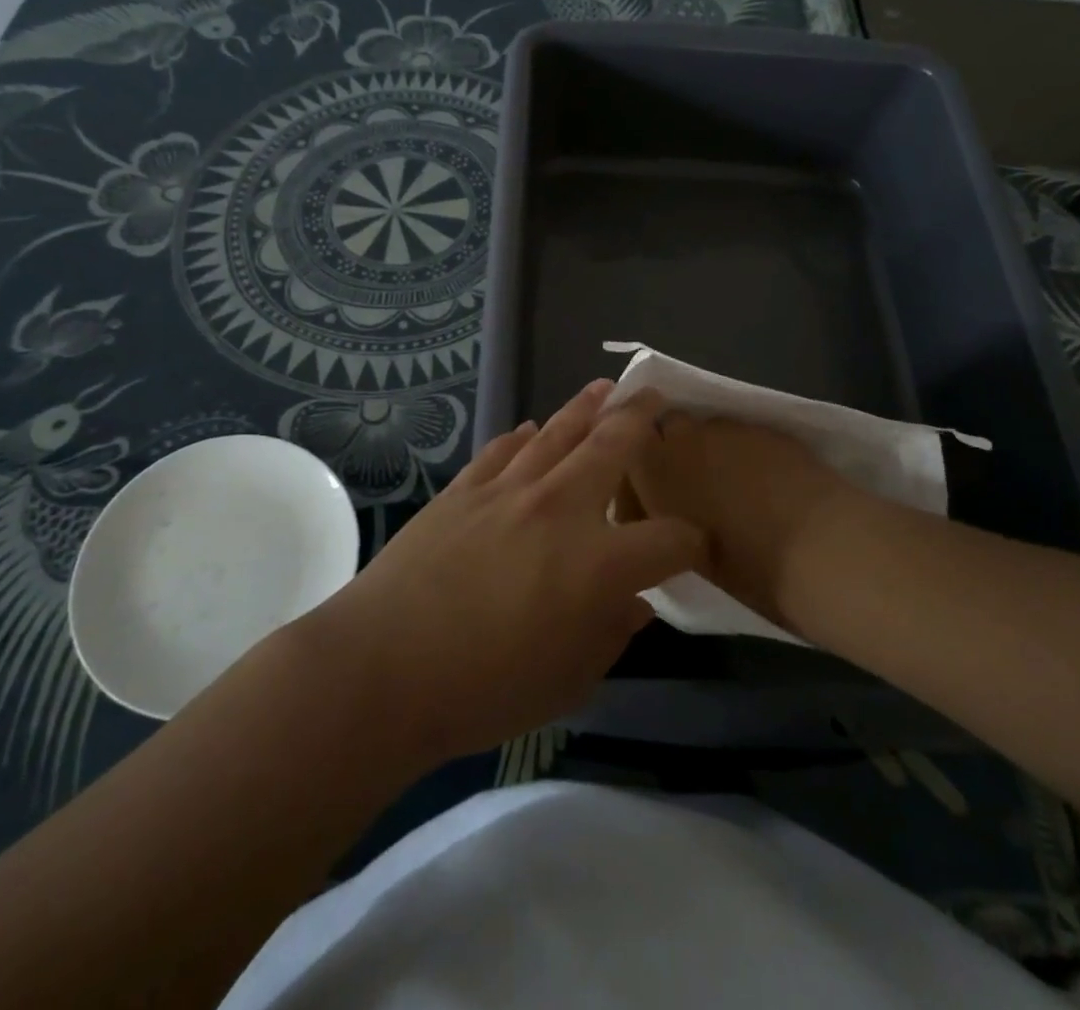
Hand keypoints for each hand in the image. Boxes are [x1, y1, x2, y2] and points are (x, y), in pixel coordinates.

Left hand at [290, 382, 704, 770]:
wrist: (383, 667)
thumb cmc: (484, 690)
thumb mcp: (568, 682)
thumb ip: (610, 635)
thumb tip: (634, 604)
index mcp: (600, 563)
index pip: (669, 540)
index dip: (692, 542)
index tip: (696, 545)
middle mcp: (561, 508)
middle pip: (613, 447)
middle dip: (641, 418)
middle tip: (655, 395)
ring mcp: (508, 490)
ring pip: (558, 432)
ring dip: (586, 406)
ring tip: (605, 388)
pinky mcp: (464, 489)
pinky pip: (502, 450)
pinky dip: (521, 436)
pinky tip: (529, 428)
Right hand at [625, 415, 872, 631]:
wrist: (823, 546)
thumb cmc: (748, 567)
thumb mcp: (687, 554)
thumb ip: (666, 521)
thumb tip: (666, 514)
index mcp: (653, 472)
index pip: (624, 452)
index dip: (636, 473)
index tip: (651, 499)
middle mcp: (681, 438)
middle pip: (663, 429)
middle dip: (669, 449)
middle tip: (689, 486)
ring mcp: (725, 427)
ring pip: (703, 428)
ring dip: (705, 448)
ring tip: (728, 482)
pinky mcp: (763, 425)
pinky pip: (738, 432)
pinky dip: (741, 449)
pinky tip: (761, 478)